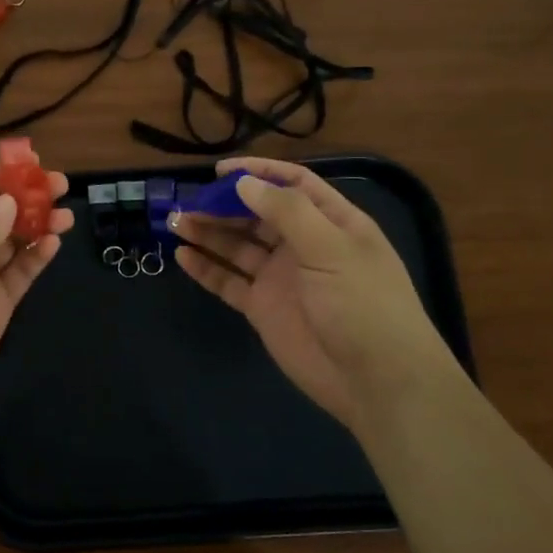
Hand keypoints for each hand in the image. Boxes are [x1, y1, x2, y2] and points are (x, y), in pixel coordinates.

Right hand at [171, 157, 460, 430]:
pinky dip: (206, 268)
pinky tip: (182, 255)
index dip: (259, 173)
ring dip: (208, 232)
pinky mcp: (263, 308)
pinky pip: (229, 281)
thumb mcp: (331, 248)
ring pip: (237, 246)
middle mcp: (304, 245)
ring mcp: (281, 277)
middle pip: (258, 214)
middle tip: (189, 200)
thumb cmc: (363, 305)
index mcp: (331, 223)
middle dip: (224, 204)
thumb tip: (245, 183)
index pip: (292, 185)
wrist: (376, 382)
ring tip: (176, 222)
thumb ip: (287, 212)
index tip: (221, 171)